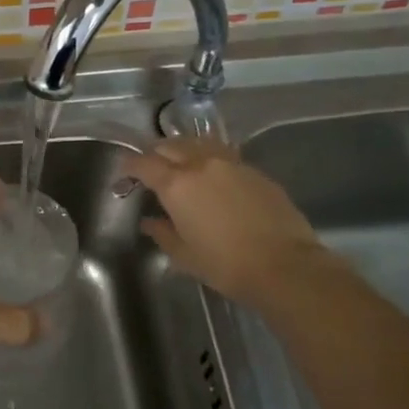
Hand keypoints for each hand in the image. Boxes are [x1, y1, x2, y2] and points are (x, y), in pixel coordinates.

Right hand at [122, 139, 329, 305]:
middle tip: (151, 168)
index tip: (124, 172)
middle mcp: (201, 164)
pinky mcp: (254, 170)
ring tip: (181, 164)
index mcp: (177, 184)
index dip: (130, 165)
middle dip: (155, 154)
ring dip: (183, 149)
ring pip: (198, 143)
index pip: (144, 163)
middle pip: (170, 146)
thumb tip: (150, 222)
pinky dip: (209, 158)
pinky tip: (212, 175)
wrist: (284, 265)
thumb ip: (162, 233)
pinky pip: (223, 154)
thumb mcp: (184, 255)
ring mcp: (231, 163)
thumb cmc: (225, 265)